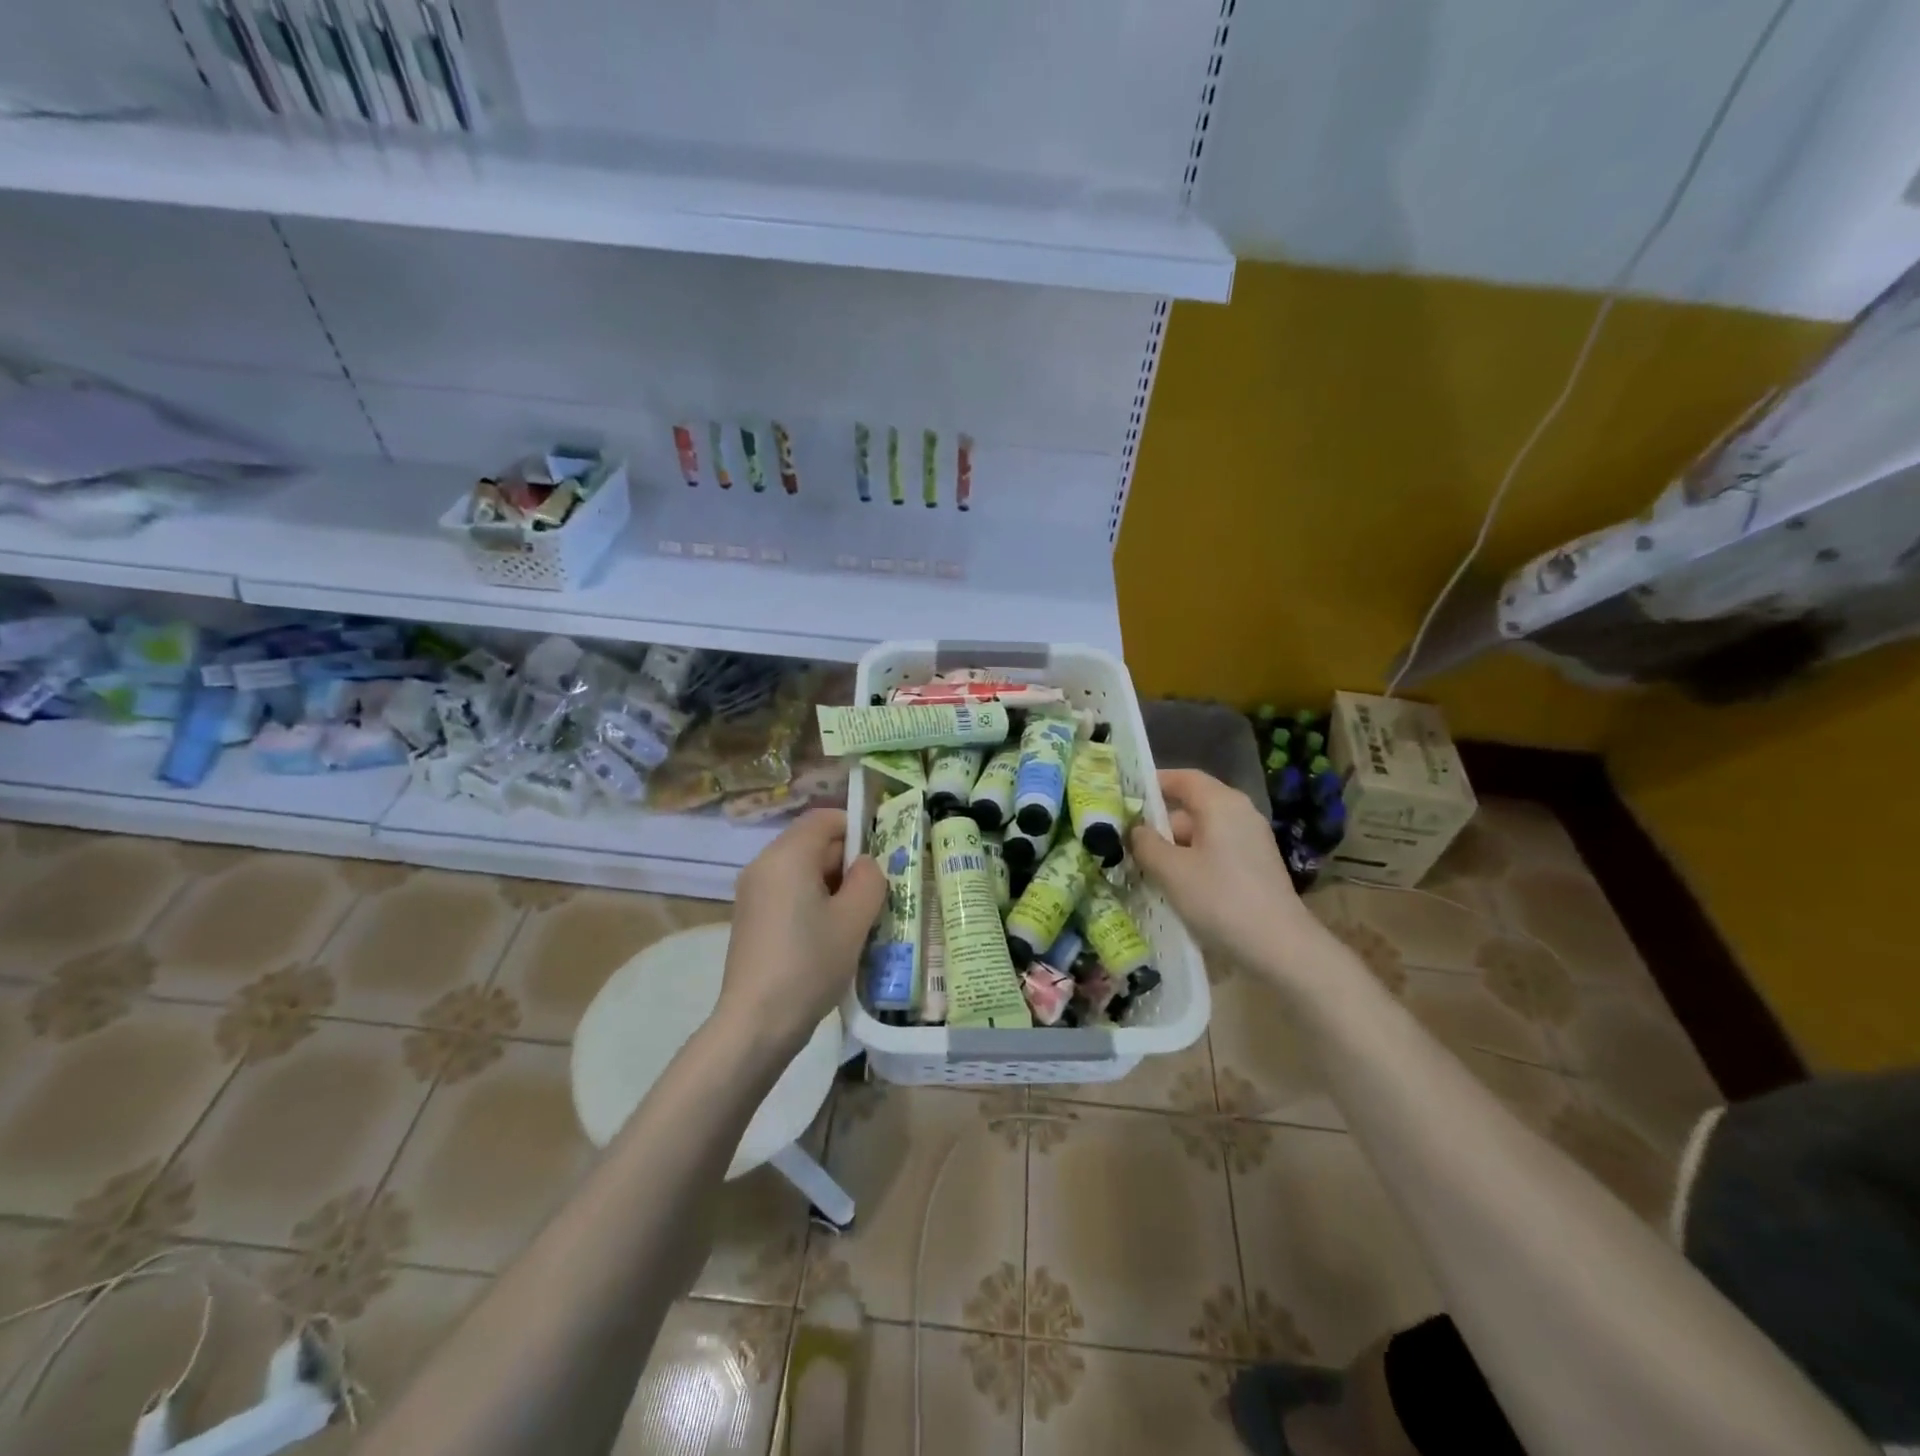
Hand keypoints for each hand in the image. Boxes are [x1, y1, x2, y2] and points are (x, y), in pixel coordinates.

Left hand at [718, 808, 885, 1052]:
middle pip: (813, 843)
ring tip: (859, 917)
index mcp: (787, 856)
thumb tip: (865, 865)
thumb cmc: (810, 964)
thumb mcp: (853, 920)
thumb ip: (869, 879)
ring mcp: (753, 892)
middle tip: (878, 892)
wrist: (756, 1023)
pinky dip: (813, 901)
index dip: (857, 829)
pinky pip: (788, 892)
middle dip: (848, 861)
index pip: (825, 818)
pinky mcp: (752, 917)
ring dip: (833, 884)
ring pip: (802, 869)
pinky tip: (831, 935)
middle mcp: (764, 865)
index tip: (882, 857)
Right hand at [1130, 768, 1317, 973]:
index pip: (1183, 778)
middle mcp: (1240, 814)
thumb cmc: (1221, 899)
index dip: (1153, 783)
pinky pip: (1215, 853)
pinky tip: (1174, 888)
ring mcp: (1251, 841)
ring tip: (1144, 871)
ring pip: (1201, 834)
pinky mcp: (1255, 867)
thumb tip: (1136, 830)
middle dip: (1158, 825)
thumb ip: (1146, 843)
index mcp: (1221, 803)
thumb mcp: (1171, 870)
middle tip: (1125, 844)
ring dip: (1173, 849)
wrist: (1281, 948)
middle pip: (1190, 807)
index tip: (1124, 797)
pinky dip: (1192, 862)